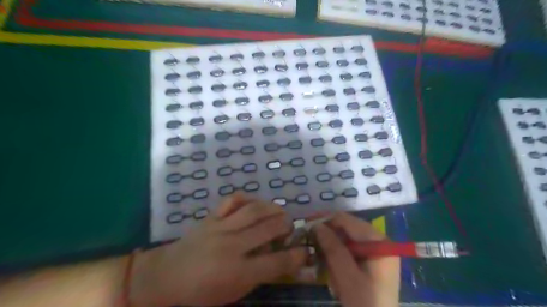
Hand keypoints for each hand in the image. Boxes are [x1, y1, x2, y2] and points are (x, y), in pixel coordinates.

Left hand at [129, 194, 307, 304]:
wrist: (166, 277)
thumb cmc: (201, 293)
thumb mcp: (233, 293)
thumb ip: (258, 276)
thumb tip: (279, 259)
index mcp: (238, 273)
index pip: (276, 262)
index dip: (296, 256)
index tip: (305, 250)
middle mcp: (232, 247)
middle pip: (269, 229)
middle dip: (286, 225)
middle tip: (290, 226)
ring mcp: (221, 228)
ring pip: (254, 210)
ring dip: (272, 208)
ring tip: (279, 212)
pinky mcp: (211, 217)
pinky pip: (232, 200)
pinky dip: (246, 198)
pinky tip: (253, 203)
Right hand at [314, 213, 399, 306]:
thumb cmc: (365, 304)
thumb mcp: (347, 276)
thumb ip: (333, 248)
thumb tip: (316, 225)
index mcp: (378, 241)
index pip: (348, 220)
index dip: (325, 219)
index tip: (306, 223)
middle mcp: (378, 241)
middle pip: (347, 229)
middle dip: (328, 235)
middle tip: (309, 241)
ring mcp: (375, 251)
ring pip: (345, 239)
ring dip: (331, 248)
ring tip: (320, 260)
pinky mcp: (370, 261)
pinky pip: (349, 250)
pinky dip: (337, 257)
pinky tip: (332, 270)